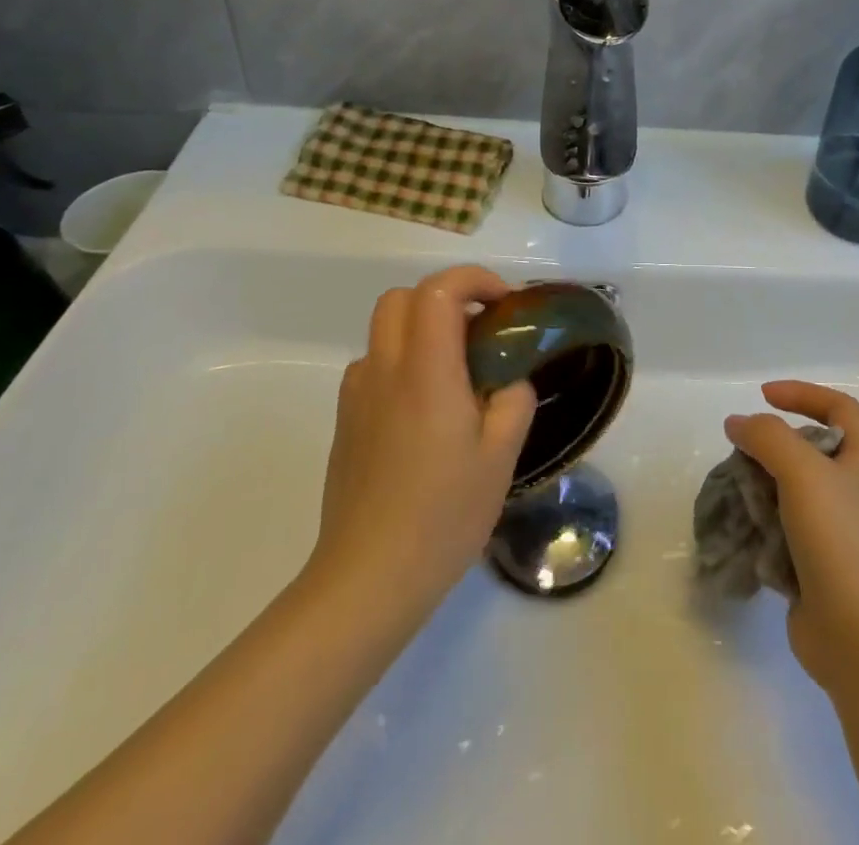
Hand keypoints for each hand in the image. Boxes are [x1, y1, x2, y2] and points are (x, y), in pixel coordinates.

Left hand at [306, 266, 535, 614]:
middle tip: (481, 328)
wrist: (368, 579)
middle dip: (446, 297)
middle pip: (402, 298)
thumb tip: (510, 381)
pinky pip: (374, 366)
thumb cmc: (443, 515)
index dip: (474, 280)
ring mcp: (357, 396)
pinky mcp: (345, 422)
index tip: (505, 304)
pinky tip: (426, 409)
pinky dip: (403, 362)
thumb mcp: (501, 458)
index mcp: (426, 372)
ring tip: (457, 372)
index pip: (438, 291)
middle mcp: (385, 371)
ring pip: (385, 330)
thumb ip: (513, 402)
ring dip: (422, 329)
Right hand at [724, 381, 858, 698]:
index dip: (802, 394)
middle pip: (811, 450)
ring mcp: (840, 533)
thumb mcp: (804, 472)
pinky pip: (785, 533)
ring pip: (793, 493)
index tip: (762, 396)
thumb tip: (738, 423)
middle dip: (772, 447)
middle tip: (742, 453)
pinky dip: (763, 528)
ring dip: (761, 489)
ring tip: (735, 494)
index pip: (839, 407)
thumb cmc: (843, 542)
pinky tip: (744, 534)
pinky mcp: (820, 568)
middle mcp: (857, 491)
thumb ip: (767, 437)